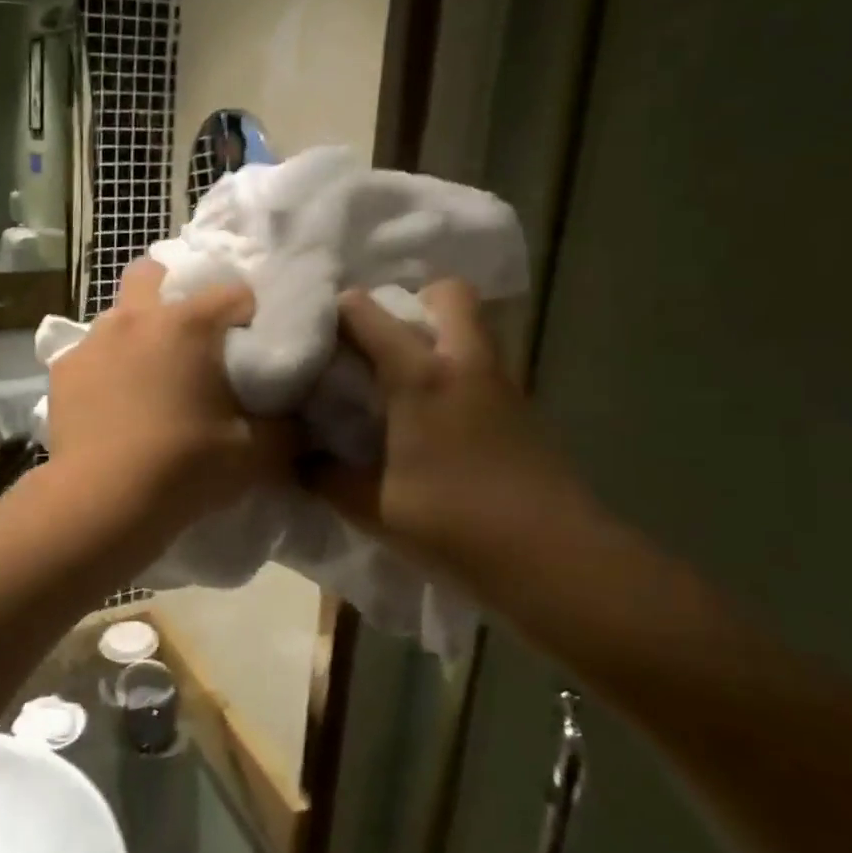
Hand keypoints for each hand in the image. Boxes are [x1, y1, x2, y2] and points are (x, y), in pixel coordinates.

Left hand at [46, 258, 293, 543]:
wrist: (103, 501)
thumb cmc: (186, 467)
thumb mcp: (256, 454)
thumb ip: (288, 428)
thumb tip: (303, 418)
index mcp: (188, 324)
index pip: (234, 292)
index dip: (250, 314)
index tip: (253, 344)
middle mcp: (136, 318)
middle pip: (152, 272)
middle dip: (171, 288)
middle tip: (188, 334)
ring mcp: (93, 341)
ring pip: (118, 315)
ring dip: (136, 332)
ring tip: (147, 376)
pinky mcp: (63, 370)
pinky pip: (90, 354)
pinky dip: (105, 368)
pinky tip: (111, 403)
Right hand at [311, 279, 587, 572]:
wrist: (555, 559)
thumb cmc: (454, 524)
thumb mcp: (373, 507)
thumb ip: (326, 477)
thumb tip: (296, 460)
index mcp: (420, 376)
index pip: (365, 313)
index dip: (333, 312)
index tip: (311, 334)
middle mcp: (464, 363)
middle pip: (446, 293)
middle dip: (408, 302)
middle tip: (376, 344)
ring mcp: (501, 382)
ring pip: (471, 327)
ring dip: (436, 335)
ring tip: (400, 377)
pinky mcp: (522, 408)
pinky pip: (482, 364)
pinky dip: (455, 370)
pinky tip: (433, 416)